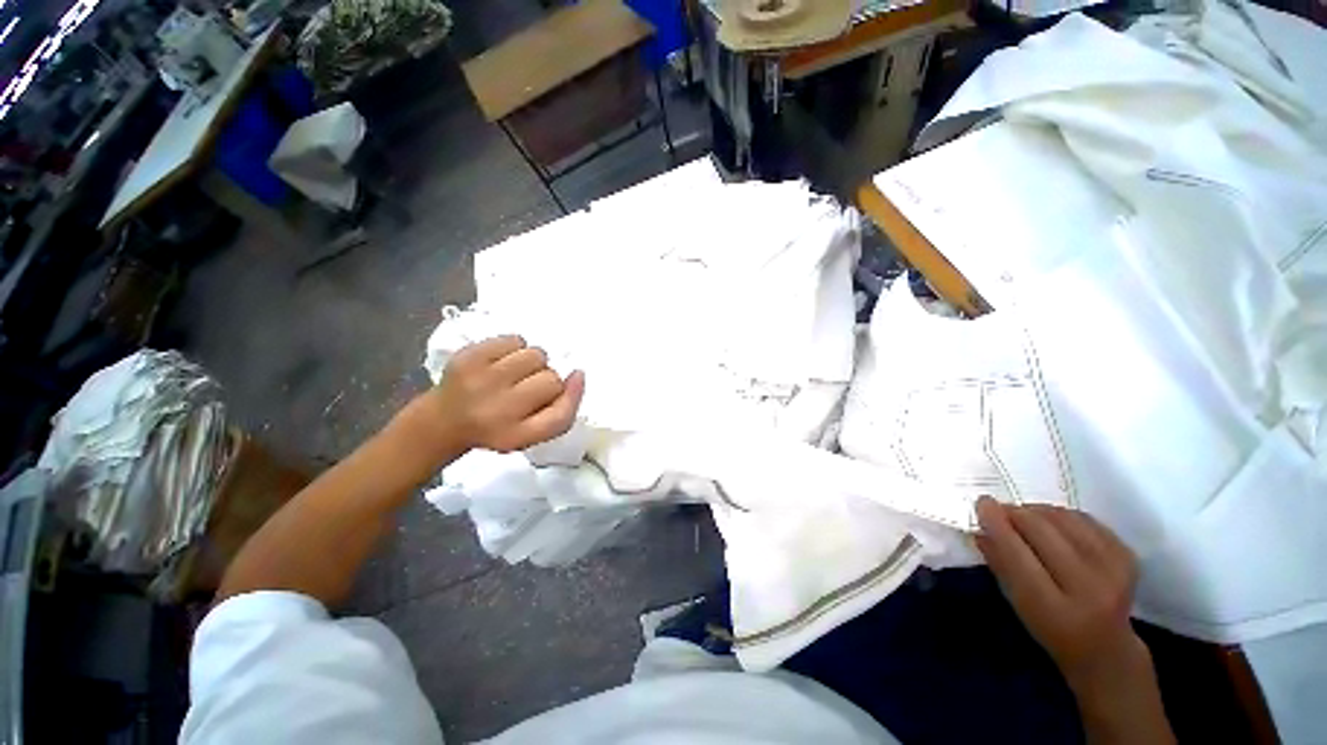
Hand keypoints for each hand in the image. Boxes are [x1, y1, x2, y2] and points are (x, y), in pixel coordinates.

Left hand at [404, 335, 584, 456]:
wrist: (443, 420)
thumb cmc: (497, 426)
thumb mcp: (532, 433)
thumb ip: (562, 410)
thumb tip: (578, 374)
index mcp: (514, 435)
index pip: (561, 415)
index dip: (573, 395)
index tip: (575, 379)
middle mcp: (496, 410)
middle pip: (552, 379)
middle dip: (547, 380)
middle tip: (528, 388)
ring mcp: (480, 380)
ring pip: (536, 355)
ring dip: (534, 363)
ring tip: (516, 374)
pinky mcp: (468, 356)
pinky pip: (516, 339)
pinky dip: (516, 348)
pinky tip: (503, 362)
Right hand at [974, 497, 1143, 693]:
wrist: (1106, 647)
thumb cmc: (1051, 628)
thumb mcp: (1018, 604)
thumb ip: (1000, 564)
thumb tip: (981, 526)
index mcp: (1054, 609)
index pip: (1018, 556)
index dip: (998, 525)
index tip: (982, 503)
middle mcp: (1089, 588)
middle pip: (1043, 531)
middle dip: (1015, 513)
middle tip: (999, 509)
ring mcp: (1114, 570)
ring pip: (1064, 519)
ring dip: (1037, 511)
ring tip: (1024, 517)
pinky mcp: (1127, 555)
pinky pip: (1085, 520)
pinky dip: (1061, 515)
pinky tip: (1052, 524)